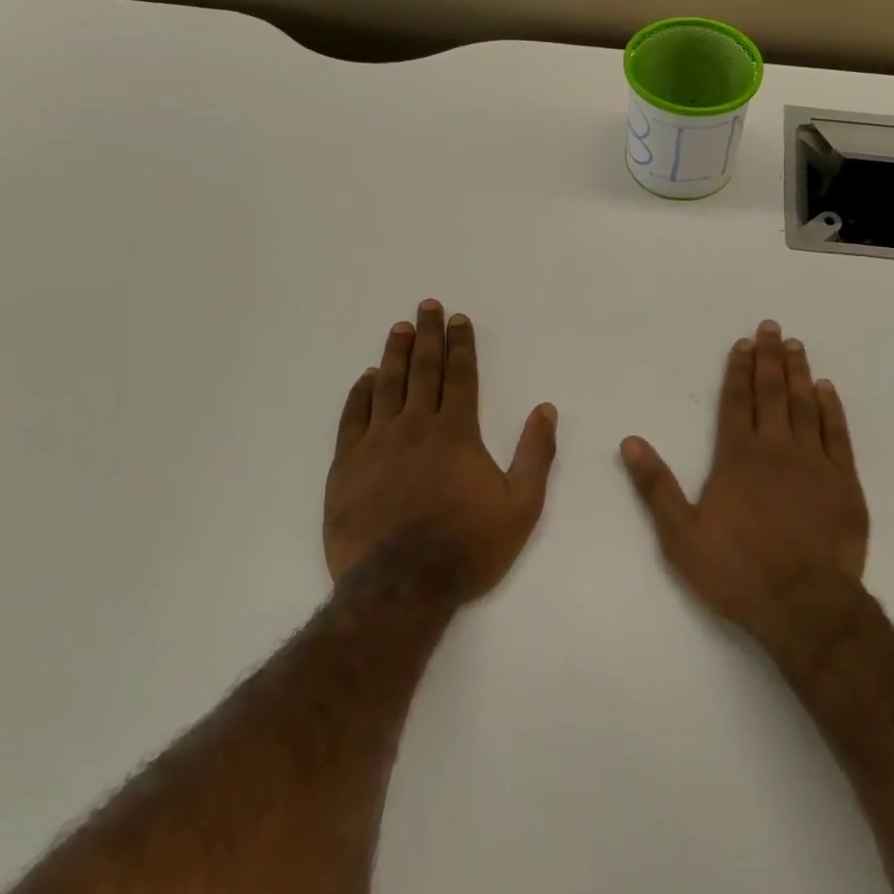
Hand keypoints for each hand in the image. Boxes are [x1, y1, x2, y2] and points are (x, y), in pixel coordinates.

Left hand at [327, 299, 556, 600]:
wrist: (401, 587)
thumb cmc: (467, 546)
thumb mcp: (520, 506)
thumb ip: (536, 454)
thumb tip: (546, 409)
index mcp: (456, 432)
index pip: (460, 375)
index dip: (461, 344)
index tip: (458, 319)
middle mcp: (416, 426)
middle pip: (422, 369)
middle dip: (428, 335)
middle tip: (427, 306)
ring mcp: (377, 444)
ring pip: (386, 385)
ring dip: (394, 353)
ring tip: (399, 328)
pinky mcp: (347, 466)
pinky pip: (353, 418)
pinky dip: (359, 393)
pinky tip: (365, 377)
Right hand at [620, 320, 867, 641]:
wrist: (804, 606)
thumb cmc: (737, 571)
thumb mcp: (681, 535)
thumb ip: (656, 486)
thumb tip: (629, 442)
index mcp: (736, 457)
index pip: (735, 401)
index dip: (738, 370)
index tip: (742, 343)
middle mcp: (774, 448)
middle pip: (771, 392)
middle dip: (769, 357)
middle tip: (771, 327)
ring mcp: (813, 462)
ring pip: (804, 404)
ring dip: (798, 372)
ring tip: (795, 345)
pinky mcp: (843, 481)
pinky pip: (837, 433)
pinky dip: (831, 408)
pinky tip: (826, 389)